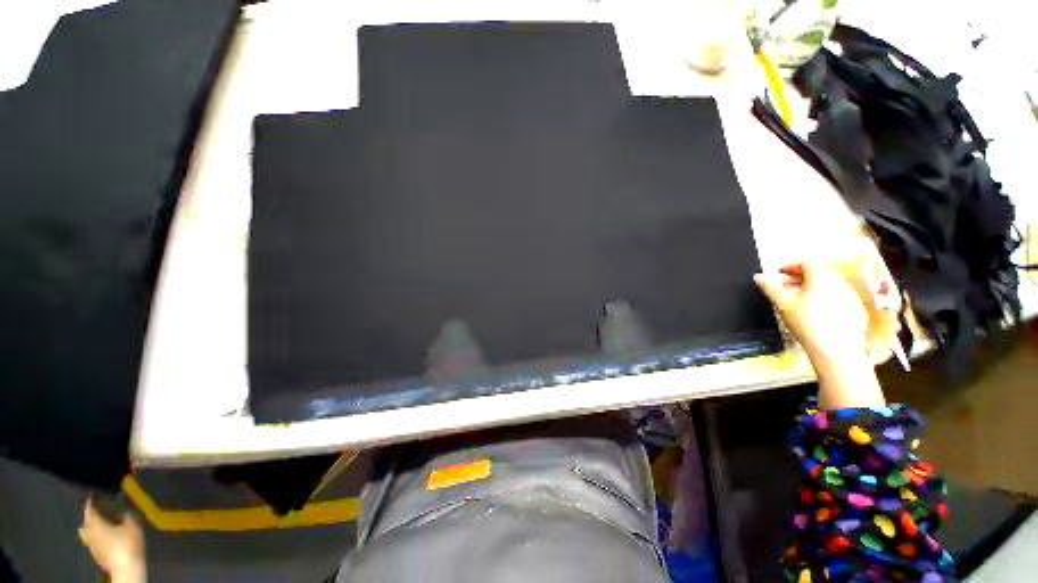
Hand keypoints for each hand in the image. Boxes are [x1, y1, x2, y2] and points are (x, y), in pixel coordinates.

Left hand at [79, 499, 144, 582]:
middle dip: (88, 519)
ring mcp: (92, 546)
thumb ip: (127, 515)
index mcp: (95, 524)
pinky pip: (94, 543)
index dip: (90, 502)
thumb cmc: (128, 543)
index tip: (92, 496)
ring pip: (87, 536)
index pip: (89, 510)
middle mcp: (89, 534)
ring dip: (92, 530)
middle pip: (84, 525)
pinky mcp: (96, 555)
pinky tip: (106, 541)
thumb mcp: (133, 525)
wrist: (126, 568)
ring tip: (102, 528)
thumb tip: (123, 510)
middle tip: (97, 515)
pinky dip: (97, 539)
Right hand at [755, 262, 884, 409]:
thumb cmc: (808, 324)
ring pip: (828, 283)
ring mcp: (849, 295)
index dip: (790, 265)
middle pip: (818, 271)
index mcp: (822, 277)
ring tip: (797, 299)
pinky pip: (836, 294)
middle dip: (799, 276)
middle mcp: (839, 282)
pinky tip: (814, 311)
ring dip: (811, 286)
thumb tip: (758, 277)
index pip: (806, 261)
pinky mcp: (854, 308)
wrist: (836, 349)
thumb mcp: (783, 304)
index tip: (779, 274)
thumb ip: (770, 287)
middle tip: (785, 286)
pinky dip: (823, 296)